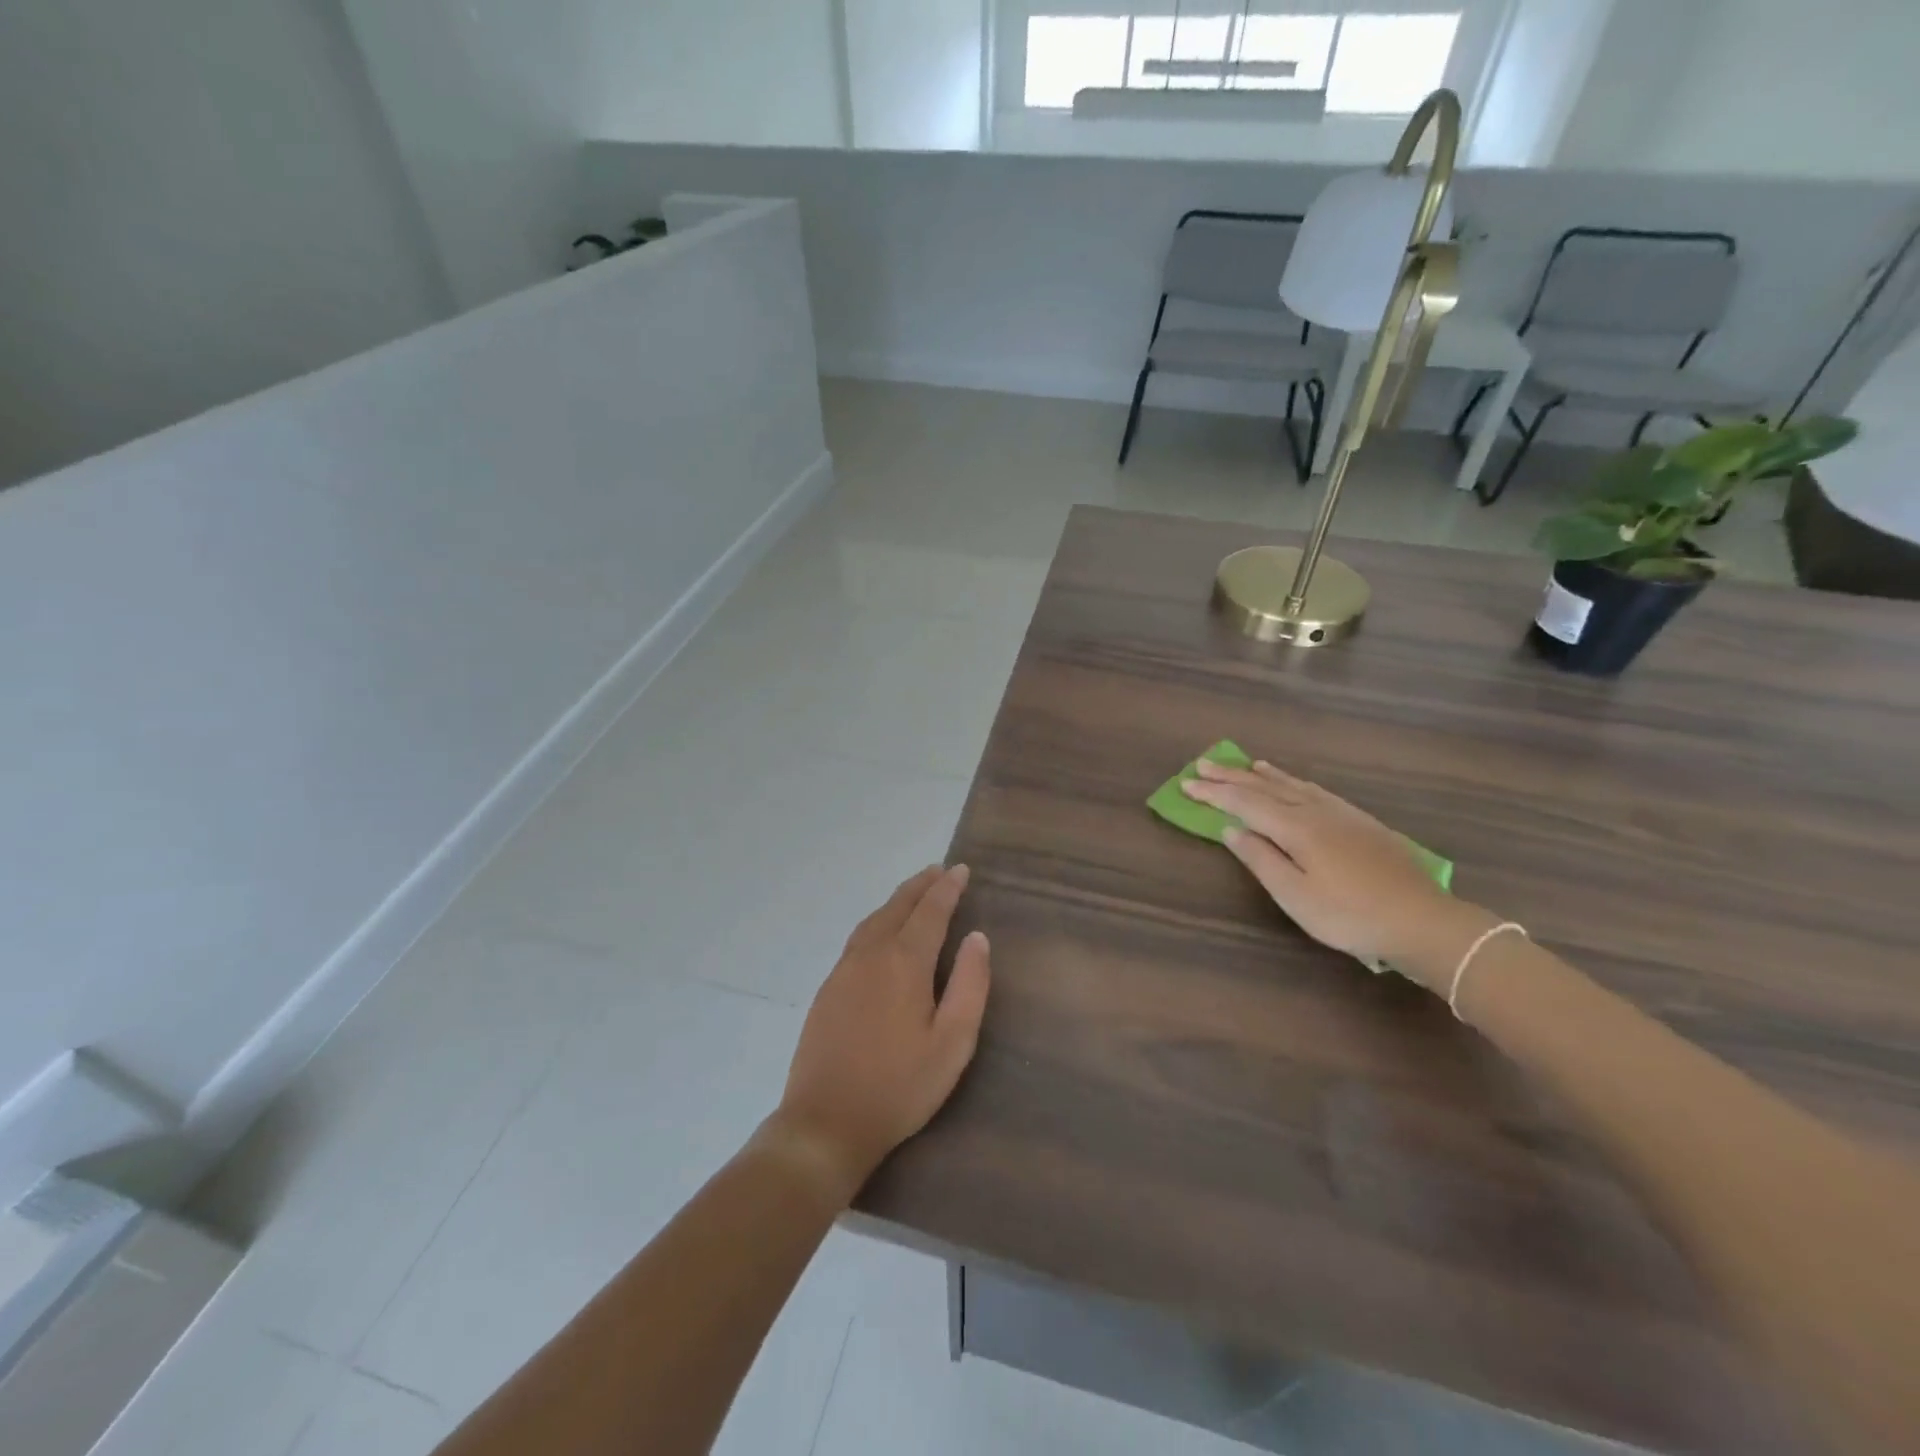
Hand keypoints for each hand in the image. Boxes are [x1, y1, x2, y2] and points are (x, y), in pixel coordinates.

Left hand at [768, 866, 990, 1201]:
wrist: (824, 1122)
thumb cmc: (899, 1087)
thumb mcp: (952, 1043)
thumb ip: (969, 986)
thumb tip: (977, 938)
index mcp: (903, 962)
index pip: (930, 911)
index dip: (947, 888)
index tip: (961, 870)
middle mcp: (870, 955)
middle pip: (898, 907)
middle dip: (921, 885)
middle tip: (940, 871)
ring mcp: (843, 970)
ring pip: (874, 919)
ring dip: (898, 900)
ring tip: (916, 892)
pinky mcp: (828, 988)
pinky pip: (858, 937)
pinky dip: (878, 920)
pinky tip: (882, 930)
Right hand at [1182, 759, 1475, 989]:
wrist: (1422, 920)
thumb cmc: (1350, 915)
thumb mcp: (1295, 896)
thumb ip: (1261, 859)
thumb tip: (1231, 829)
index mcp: (1296, 828)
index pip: (1245, 803)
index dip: (1214, 793)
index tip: (1186, 783)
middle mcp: (1315, 811)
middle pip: (1266, 787)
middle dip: (1232, 776)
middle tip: (1203, 764)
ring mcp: (1341, 814)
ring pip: (1293, 785)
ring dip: (1263, 774)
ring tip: (1246, 764)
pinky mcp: (1360, 822)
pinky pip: (1315, 790)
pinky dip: (1295, 781)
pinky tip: (1296, 784)